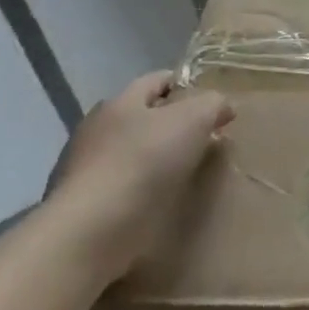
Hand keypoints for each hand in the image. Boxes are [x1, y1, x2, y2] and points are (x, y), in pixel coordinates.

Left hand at [42, 71, 234, 285]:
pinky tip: (163, 199)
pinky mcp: (85, 204)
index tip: (214, 103)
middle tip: (209, 138)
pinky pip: (125, 185)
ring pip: (134, 152)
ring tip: (190, 172)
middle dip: (175, 124)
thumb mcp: (194, 118)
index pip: (158, 80)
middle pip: (145, 117)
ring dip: (160, 158)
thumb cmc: (145, 160)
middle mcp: (98, 129)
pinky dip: (145, 188)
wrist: (93, 229)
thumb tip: (222, 107)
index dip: (188, 85)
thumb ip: (213, 104)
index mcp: (120, 102)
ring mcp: (85, 168)